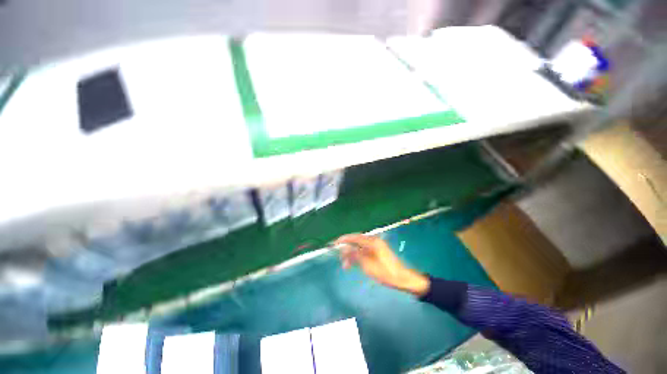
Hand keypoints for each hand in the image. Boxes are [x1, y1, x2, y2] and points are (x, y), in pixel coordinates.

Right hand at [335, 234, 429, 296]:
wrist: (402, 278)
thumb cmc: (386, 273)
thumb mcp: (368, 265)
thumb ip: (355, 255)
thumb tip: (344, 249)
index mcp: (372, 241)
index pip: (354, 237)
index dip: (343, 239)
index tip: (334, 243)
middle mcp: (373, 240)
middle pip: (356, 240)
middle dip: (347, 248)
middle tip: (339, 257)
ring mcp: (376, 245)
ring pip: (359, 246)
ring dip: (352, 253)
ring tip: (345, 264)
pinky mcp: (377, 250)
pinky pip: (364, 250)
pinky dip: (357, 255)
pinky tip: (353, 263)